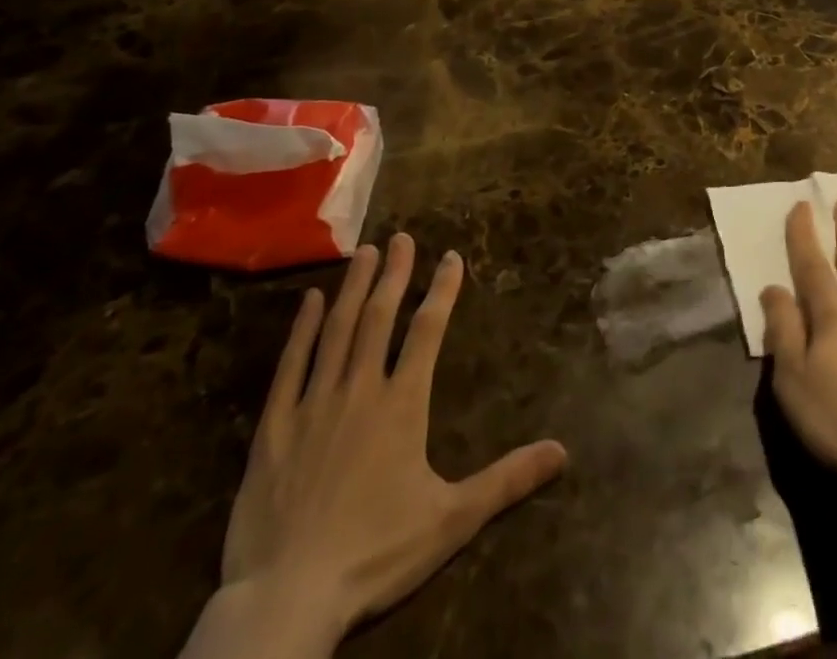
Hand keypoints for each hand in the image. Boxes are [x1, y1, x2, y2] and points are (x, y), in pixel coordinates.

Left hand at [207, 234, 567, 653]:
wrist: (287, 599)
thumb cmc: (375, 554)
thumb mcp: (452, 520)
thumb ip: (507, 480)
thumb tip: (562, 450)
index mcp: (402, 404)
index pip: (428, 331)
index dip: (442, 290)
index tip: (451, 257)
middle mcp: (360, 389)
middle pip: (380, 317)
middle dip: (394, 274)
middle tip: (401, 237)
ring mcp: (314, 404)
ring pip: (337, 331)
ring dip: (353, 288)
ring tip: (364, 252)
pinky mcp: (274, 428)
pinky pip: (290, 366)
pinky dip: (302, 330)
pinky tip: (310, 301)